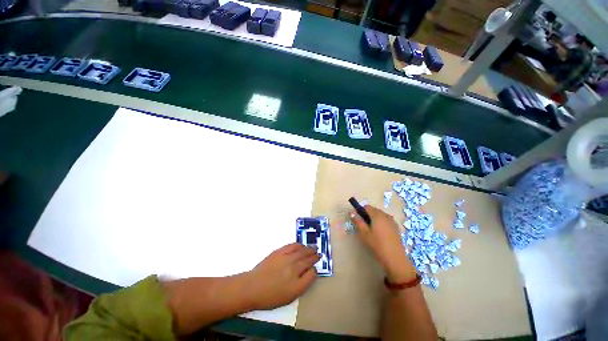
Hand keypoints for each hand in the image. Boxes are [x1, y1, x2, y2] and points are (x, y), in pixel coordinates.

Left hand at [246, 243, 319, 309]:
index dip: (314, 269)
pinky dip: (299, 245)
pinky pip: (292, 246)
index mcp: (296, 283)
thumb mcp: (290, 296)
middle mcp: (293, 269)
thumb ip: (303, 284)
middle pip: (307, 260)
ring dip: (308, 249)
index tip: (315, 266)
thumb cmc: (270, 296)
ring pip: (301, 251)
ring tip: (312, 248)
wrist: (252, 287)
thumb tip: (311, 272)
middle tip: (318, 254)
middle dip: (314, 256)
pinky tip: (301, 245)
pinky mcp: (279, 252)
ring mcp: (286, 258)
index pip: (311, 273)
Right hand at [351, 205, 416, 282]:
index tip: (358, 219)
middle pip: (374, 210)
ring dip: (374, 219)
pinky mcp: (396, 227)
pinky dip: (381, 223)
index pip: (367, 207)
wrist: (395, 258)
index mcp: (377, 215)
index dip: (360, 211)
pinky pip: (385, 220)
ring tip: (371, 231)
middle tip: (364, 226)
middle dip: (367, 215)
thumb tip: (351, 212)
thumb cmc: (377, 244)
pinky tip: (380, 234)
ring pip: (380, 215)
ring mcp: (392, 221)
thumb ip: (358, 221)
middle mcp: (385, 215)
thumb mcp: (364, 233)